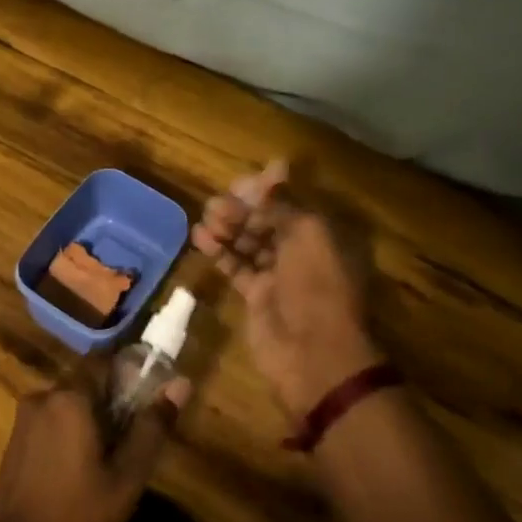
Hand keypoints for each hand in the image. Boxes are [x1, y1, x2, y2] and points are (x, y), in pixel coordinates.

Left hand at [0, 376, 188, 521]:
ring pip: (67, 405)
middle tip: (130, 444)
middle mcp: (43, 396)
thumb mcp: (126, 478)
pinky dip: (68, 435)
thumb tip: (181, 384)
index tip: (146, 404)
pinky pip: (50, 423)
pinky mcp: (14, 440)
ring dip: (88, 423)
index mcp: (70, 397)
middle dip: (110, 406)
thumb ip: (152, 428)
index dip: (128, 378)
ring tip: (107, 465)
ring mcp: (24, 418)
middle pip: (86, 384)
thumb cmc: (76, 517)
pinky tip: (78, 474)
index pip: (104, 363)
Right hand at [193, 160, 381, 420]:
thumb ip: (284, 203)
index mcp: (321, 235)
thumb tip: (274, 165)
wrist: (313, 356)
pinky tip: (200, 237)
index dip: (266, 191)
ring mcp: (278, 275)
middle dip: (242, 209)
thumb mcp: (307, 236)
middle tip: (217, 204)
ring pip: (249, 241)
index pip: (290, 202)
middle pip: (266, 220)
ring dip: (227, 227)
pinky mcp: (256, 296)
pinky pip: (236, 266)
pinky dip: (219, 251)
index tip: (241, 184)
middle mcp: (301, 252)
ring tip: (206, 218)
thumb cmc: (316, 288)